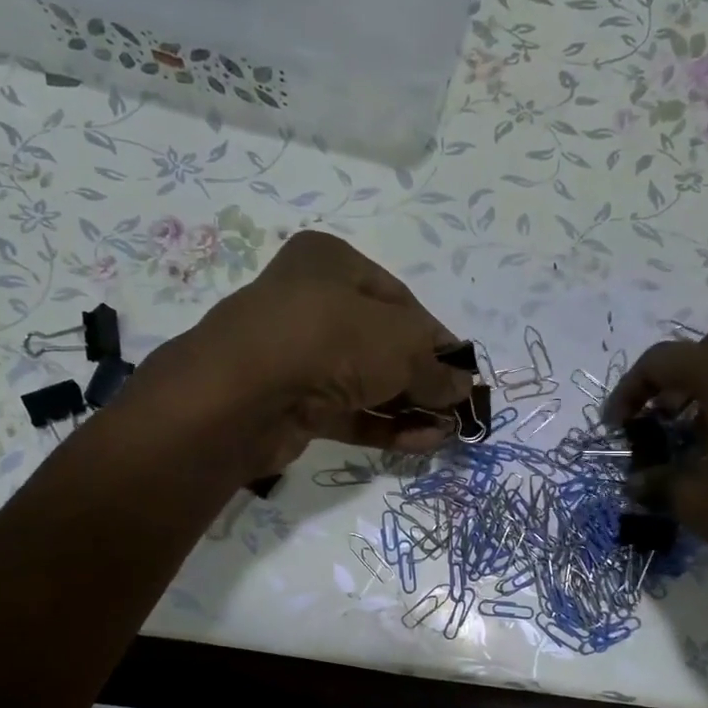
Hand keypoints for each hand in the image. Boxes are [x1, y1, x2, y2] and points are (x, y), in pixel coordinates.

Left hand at [137, 231, 471, 474]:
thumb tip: (463, 389)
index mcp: (332, 264)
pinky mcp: (295, 404)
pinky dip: (385, 427)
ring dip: (410, 408)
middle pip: (384, 344)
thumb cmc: (330, 341)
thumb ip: (436, 368)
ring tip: (448, 432)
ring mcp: (300, 357)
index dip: (437, 339)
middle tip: (458, 408)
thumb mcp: (401, 345)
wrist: (243, 396)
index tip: (464, 371)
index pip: (401, 301)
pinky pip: (350, 413)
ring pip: (368, 383)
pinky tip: (423, 443)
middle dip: (425, 379)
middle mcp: (313, 305)